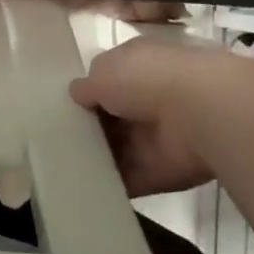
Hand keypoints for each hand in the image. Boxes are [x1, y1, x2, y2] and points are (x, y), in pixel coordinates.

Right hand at [70, 37, 229, 197]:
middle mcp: (148, 99)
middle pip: (111, 117)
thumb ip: (87, 86)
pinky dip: (108, 184)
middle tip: (53, 140)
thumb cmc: (147, 79)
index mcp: (138, 66)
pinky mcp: (159, 171)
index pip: (107, 80)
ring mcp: (155, 137)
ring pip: (118, 149)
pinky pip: (128, 178)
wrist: (200, 113)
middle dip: (86, 128)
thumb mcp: (103, 71)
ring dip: (95, 157)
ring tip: (59, 166)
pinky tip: (79, 187)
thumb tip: (77, 94)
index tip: (61, 108)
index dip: (86, 94)